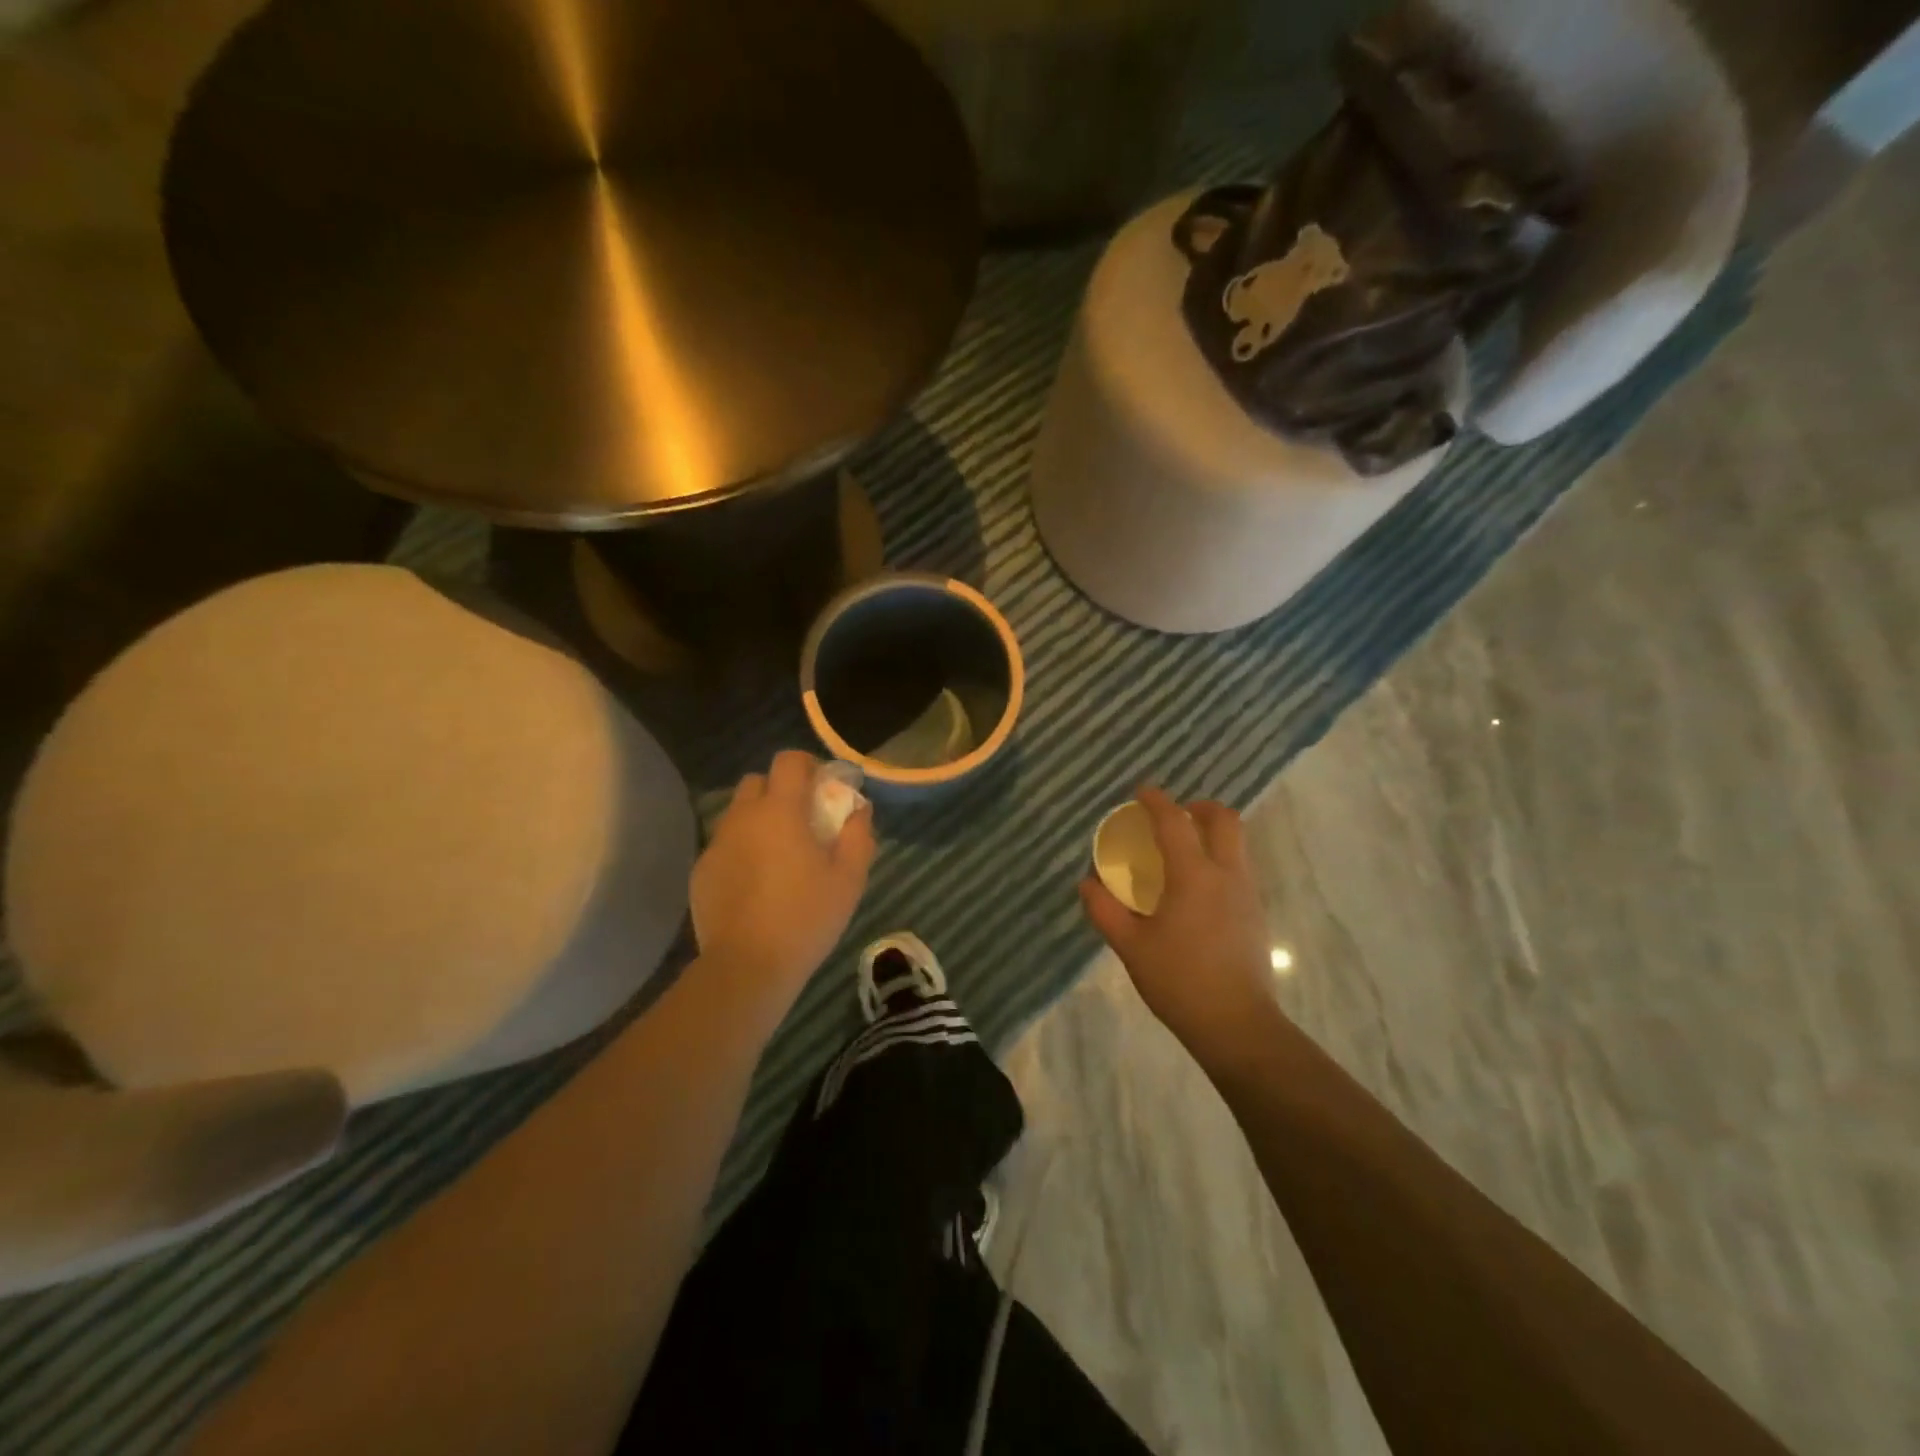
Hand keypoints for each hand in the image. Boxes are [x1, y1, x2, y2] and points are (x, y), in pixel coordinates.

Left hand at [691, 750, 874, 1010]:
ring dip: (759, 820)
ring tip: (779, 855)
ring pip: (738, 814)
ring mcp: (717, 844)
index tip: (823, 786)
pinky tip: (756, 883)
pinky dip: (742, 850)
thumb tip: (859, 809)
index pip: (788, 761)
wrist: (747, 966)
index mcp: (780, 811)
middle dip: (780, 791)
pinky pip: (725, 845)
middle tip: (802, 821)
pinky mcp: (701, 871)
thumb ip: (858, 835)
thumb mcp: (849, 878)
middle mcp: (743, 818)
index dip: (808, 765)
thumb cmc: (806, 917)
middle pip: (757, 782)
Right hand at [1080, 789, 1276, 1067]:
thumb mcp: (1131, 946)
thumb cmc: (1179, 981)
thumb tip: (1087, 883)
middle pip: (1225, 820)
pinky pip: (1239, 867)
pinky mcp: (1256, 914)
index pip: (1175, 822)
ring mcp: (1247, 893)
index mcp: (1193, 876)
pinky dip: (1219, 858)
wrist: (1237, 1025)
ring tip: (1183, 849)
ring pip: (1237, 843)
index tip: (1141, 792)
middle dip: (1199, 807)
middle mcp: (1226, 874)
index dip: (1157, 801)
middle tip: (1175, 815)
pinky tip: (1197, 887)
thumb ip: (1105, 910)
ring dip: (1212, 832)